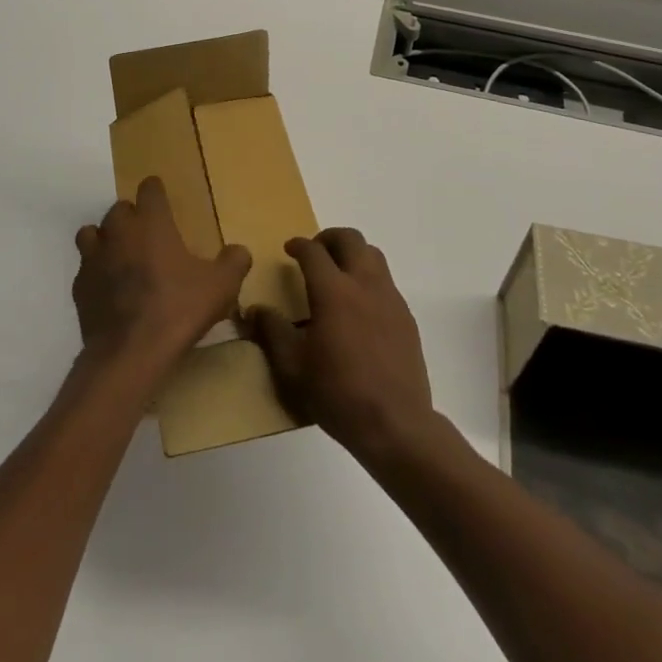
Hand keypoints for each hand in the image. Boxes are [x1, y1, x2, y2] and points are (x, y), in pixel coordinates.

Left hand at [73, 177, 251, 374]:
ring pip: (93, 233)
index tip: (163, 200)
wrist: (129, 353)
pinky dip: (96, 271)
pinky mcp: (79, 286)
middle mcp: (119, 231)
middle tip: (149, 236)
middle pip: (119, 208)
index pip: (149, 188)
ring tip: (122, 256)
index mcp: (151, 222)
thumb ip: (234, 262)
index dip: (156, 191)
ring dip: (106, 238)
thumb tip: (239, 251)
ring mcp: (94, 258)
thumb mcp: (221, 286)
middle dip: (133, 217)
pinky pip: (85, 267)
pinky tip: (109, 289)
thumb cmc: (178, 309)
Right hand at [251, 229, 435, 463]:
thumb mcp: (292, 367)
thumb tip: (255, 309)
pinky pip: (386, 281)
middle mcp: (364, 284)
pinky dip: (369, 278)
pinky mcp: (406, 316)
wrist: (395, 423)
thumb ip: (272, 331)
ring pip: (373, 254)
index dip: (298, 244)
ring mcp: (390, 298)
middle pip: (350, 239)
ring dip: (353, 253)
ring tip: (338, 273)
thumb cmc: (337, 394)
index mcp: (333, 291)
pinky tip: (360, 306)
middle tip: (315, 251)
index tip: (289, 248)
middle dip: (329, 237)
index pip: (313, 251)